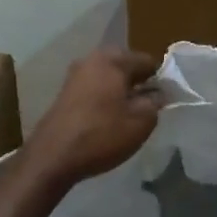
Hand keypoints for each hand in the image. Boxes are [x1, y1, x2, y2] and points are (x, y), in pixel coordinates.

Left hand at [26, 47, 162, 186]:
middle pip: (126, 66)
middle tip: (146, 108)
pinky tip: (106, 120)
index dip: (160, 80)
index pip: (148, 61)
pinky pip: (93, 88)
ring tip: (127, 116)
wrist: (52, 157)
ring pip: (108, 77)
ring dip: (120, 91)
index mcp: (114, 59)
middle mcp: (92, 59)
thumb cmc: (102, 135)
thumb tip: (157, 93)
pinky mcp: (64, 92)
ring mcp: (75, 75)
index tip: (164, 101)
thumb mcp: (141, 121)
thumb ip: (156, 102)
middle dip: (138, 83)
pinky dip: (103, 99)